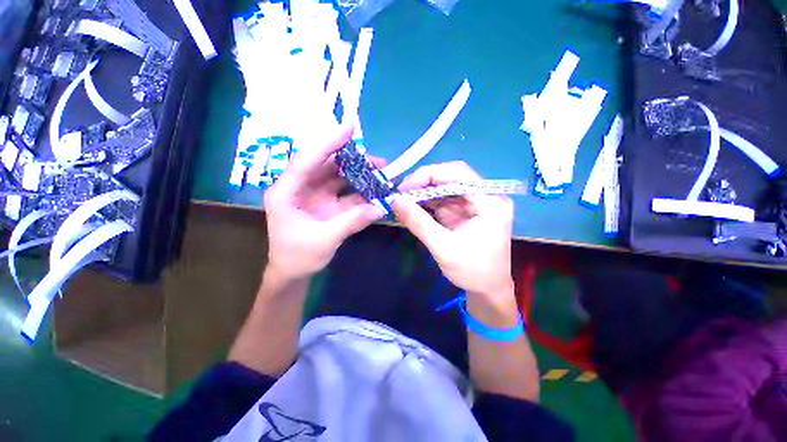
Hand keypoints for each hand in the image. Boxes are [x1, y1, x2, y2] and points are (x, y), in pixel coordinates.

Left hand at [264, 127, 385, 281]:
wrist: (293, 274)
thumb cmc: (298, 257)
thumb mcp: (325, 240)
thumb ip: (352, 222)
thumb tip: (381, 208)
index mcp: (287, 192)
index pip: (308, 160)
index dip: (329, 142)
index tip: (350, 128)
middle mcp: (300, 188)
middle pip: (327, 165)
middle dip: (353, 161)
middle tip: (379, 162)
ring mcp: (315, 195)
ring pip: (338, 178)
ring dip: (359, 175)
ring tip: (382, 174)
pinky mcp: (327, 204)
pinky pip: (345, 193)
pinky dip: (360, 192)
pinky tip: (375, 191)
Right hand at [392, 162, 514, 300]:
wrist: (487, 290)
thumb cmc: (473, 272)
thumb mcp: (443, 248)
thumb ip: (418, 222)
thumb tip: (394, 200)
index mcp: (490, 202)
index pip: (459, 173)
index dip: (430, 175)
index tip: (405, 187)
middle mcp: (485, 196)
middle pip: (451, 178)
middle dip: (423, 184)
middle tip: (400, 194)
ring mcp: (474, 203)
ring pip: (444, 189)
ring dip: (422, 194)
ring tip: (402, 202)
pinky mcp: (464, 212)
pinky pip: (443, 201)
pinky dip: (426, 204)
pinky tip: (412, 208)